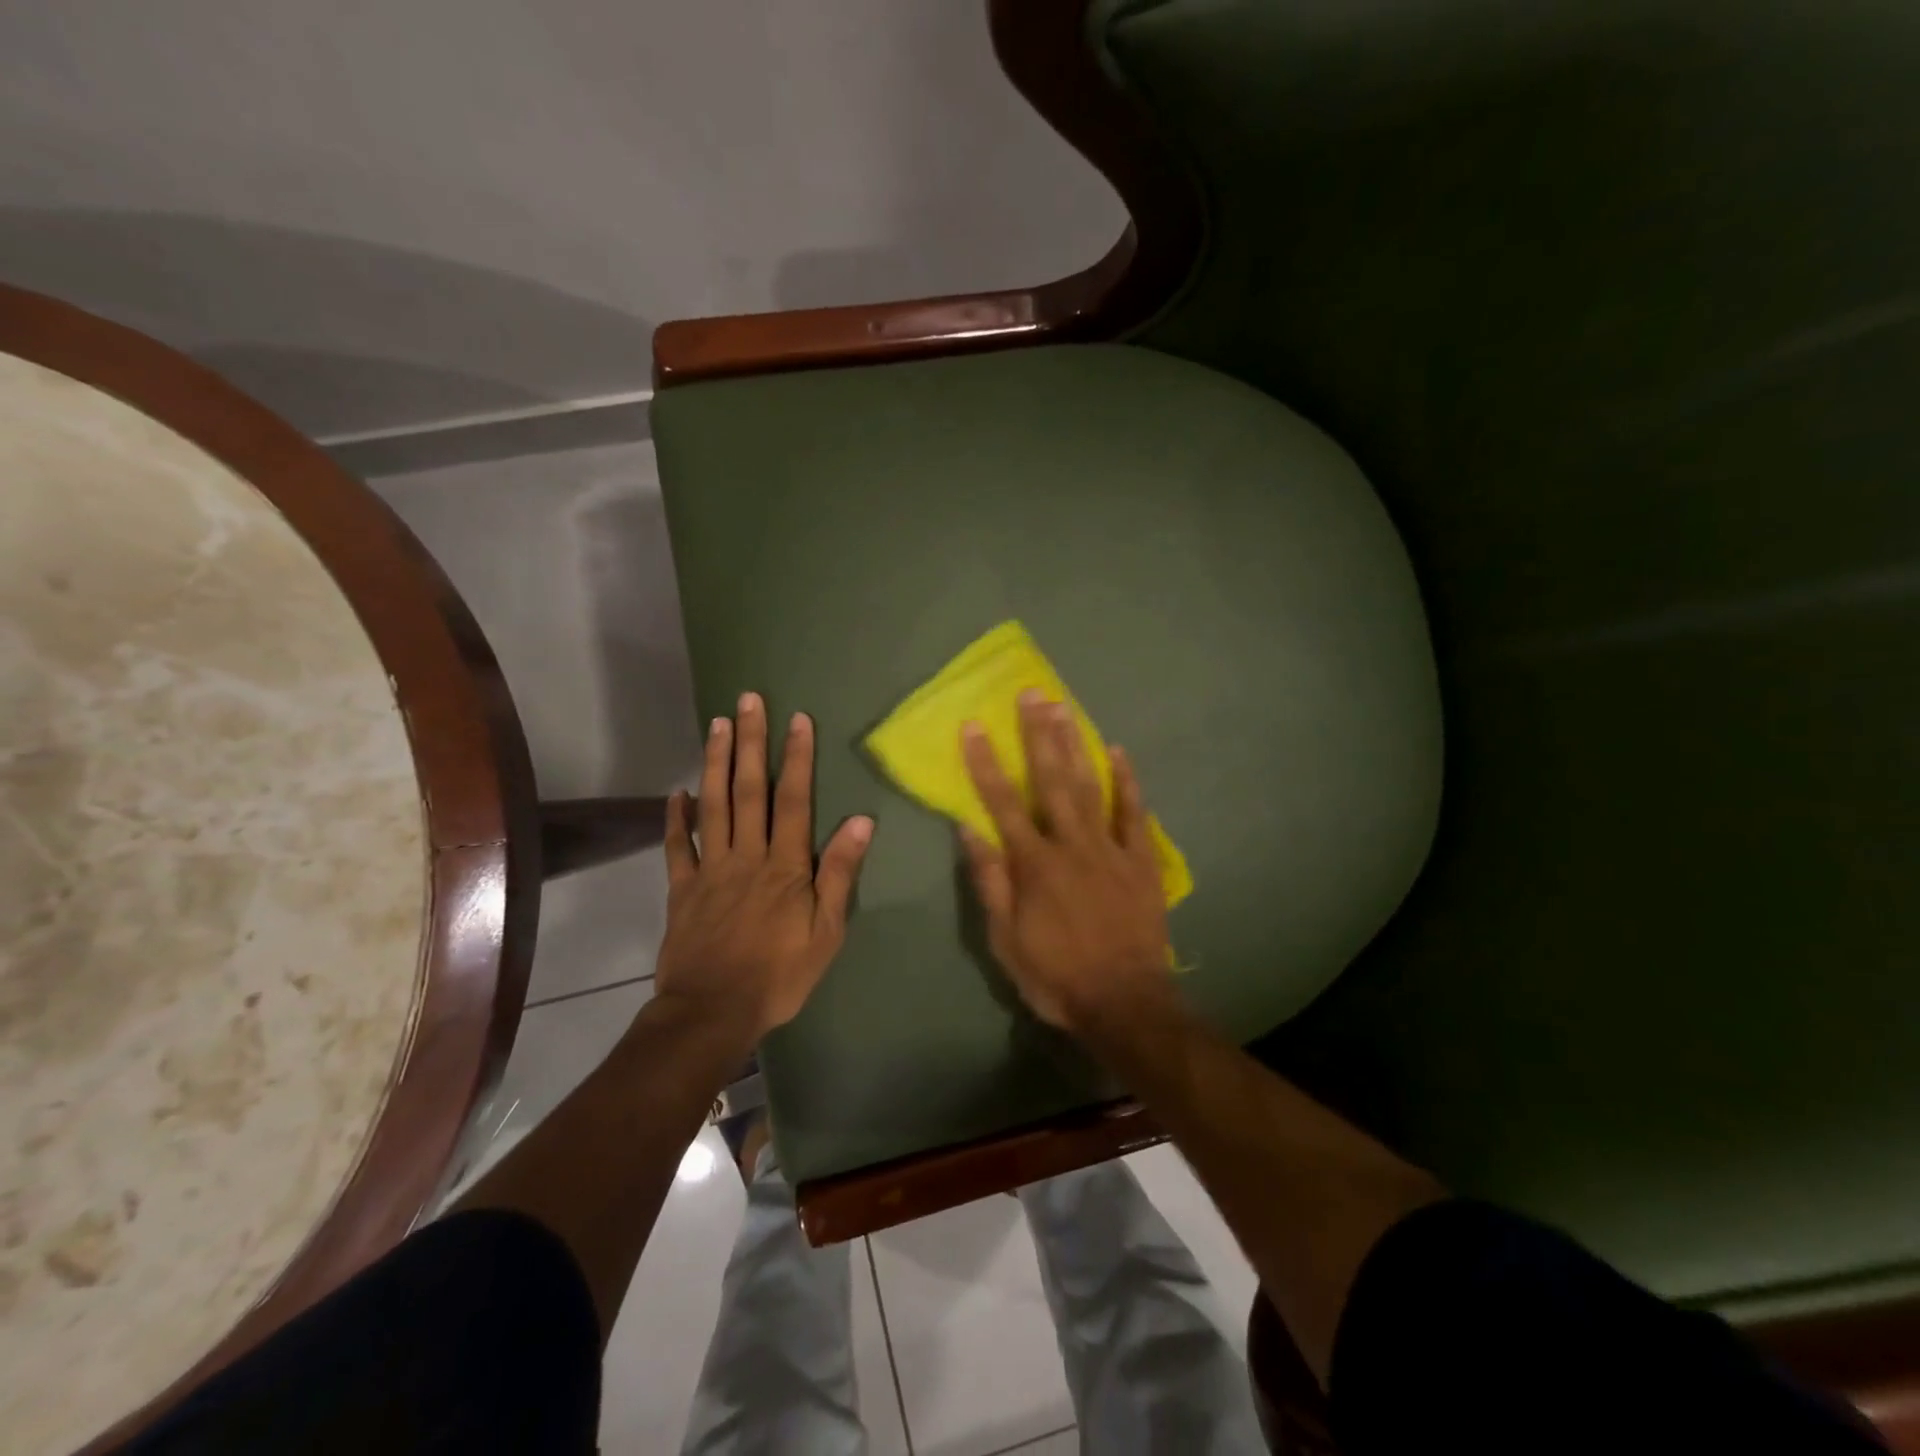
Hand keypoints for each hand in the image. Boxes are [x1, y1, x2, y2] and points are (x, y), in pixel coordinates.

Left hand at [656, 692, 873, 1041]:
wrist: (713, 1012)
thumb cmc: (780, 974)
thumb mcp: (827, 931)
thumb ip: (839, 873)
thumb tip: (861, 821)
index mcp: (785, 865)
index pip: (794, 800)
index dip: (797, 757)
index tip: (797, 720)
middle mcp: (747, 855)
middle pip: (750, 790)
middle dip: (752, 742)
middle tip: (748, 701)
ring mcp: (710, 869)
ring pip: (713, 805)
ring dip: (716, 763)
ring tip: (717, 725)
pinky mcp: (682, 889)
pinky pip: (677, 847)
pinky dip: (675, 817)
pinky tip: (677, 791)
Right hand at [958, 690, 1174, 1033]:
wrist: (1125, 1002)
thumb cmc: (1056, 975)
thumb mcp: (1005, 940)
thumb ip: (989, 882)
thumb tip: (969, 829)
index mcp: (1034, 864)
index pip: (1002, 803)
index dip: (985, 763)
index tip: (974, 727)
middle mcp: (1071, 845)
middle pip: (1050, 780)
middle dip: (1037, 734)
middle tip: (1031, 694)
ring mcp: (1109, 849)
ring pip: (1089, 786)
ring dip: (1074, 744)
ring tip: (1063, 707)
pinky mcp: (1141, 860)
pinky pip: (1134, 813)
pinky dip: (1126, 781)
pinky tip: (1117, 751)